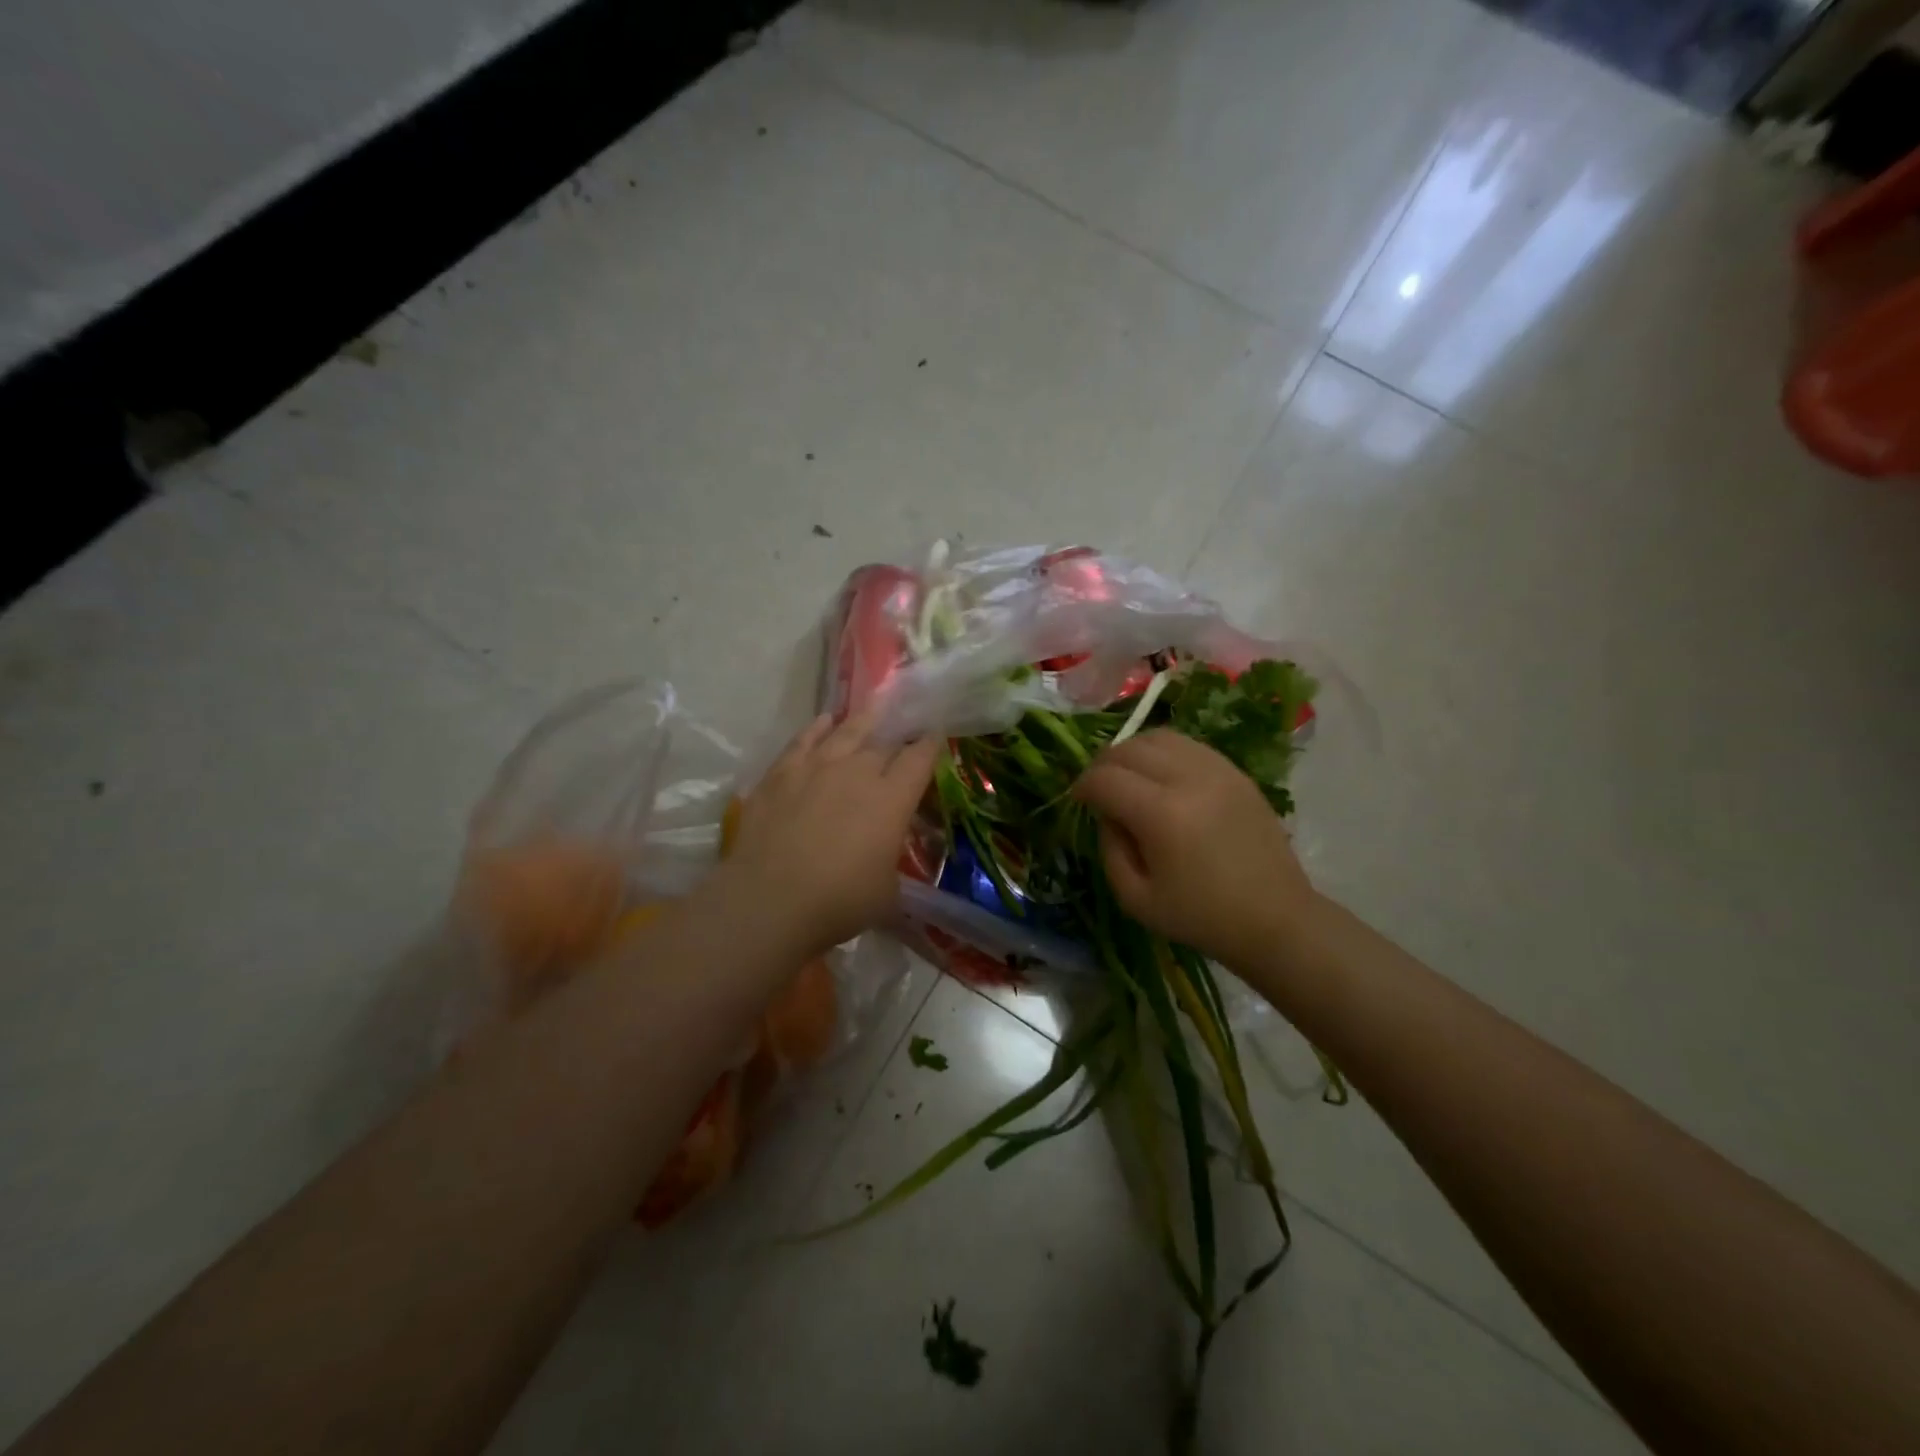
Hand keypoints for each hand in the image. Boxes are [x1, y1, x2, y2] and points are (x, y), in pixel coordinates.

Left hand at [715, 711, 939, 958]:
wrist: (769, 901)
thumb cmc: (839, 902)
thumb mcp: (887, 893)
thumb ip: (890, 864)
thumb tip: (886, 861)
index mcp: (893, 798)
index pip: (920, 758)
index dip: (930, 745)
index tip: (935, 736)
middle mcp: (858, 772)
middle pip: (884, 743)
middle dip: (897, 737)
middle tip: (903, 734)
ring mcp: (816, 767)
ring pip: (846, 731)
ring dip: (863, 720)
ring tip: (873, 708)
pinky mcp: (781, 773)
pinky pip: (804, 740)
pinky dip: (818, 728)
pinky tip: (824, 722)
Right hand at [1072, 729, 1314, 971]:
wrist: (1275, 919)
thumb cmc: (1201, 917)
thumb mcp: (1134, 898)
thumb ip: (1109, 847)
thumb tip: (1106, 812)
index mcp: (1162, 815)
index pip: (1104, 778)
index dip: (1082, 787)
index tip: (1078, 802)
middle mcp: (1189, 779)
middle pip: (1128, 748)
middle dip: (1102, 765)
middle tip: (1098, 790)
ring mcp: (1217, 770)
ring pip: (1158, 737)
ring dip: (1133, 752)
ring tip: (1128, 778)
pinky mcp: (1236, 771)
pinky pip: (1188, 745)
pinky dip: (1163, 753)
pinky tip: (1160, 778)